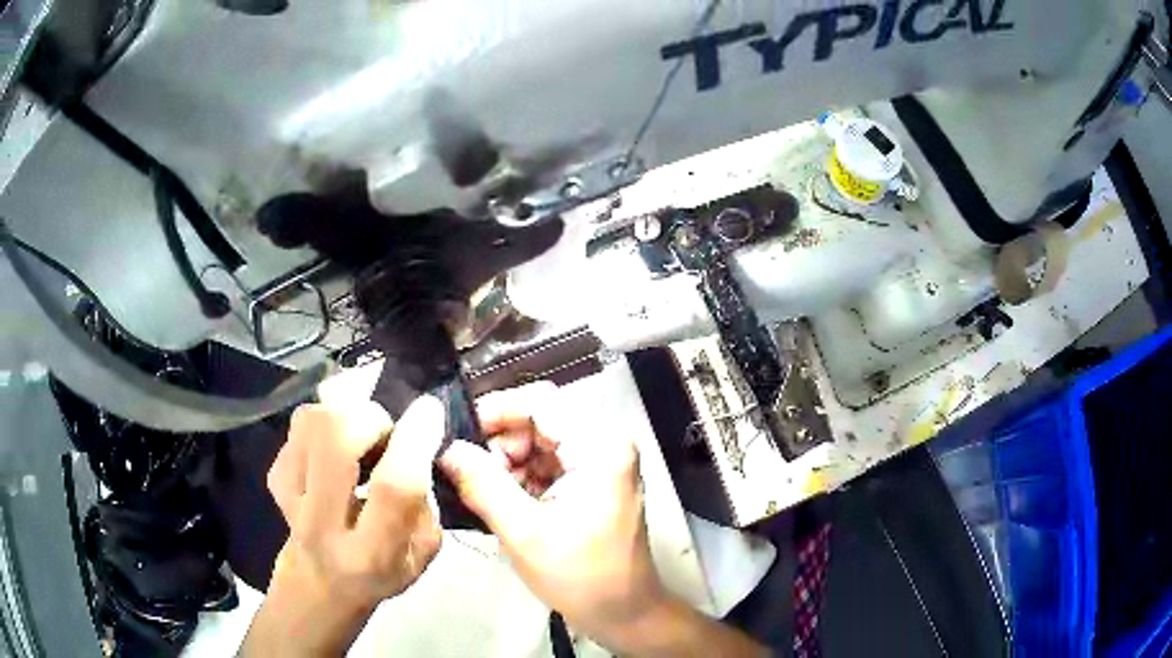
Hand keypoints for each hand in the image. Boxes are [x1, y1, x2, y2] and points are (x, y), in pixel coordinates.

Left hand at [242, 396, 445, 656]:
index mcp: (371, 554)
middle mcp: (323, 524)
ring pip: (313, 421)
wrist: (319, 582)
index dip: (415, 441)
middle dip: (371, 417)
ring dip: (348, 413)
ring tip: (362, 436)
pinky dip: (327, 421)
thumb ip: (428, 502)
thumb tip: (422, 440)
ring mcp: (290, 495)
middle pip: (336, 438)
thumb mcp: (422, 553)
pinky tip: (337, 445)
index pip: (393, 487)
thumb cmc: (381, 571)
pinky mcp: (274, 472)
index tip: (430, 411)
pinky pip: (302, 422)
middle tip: (386, 431)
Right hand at [439, 383, 665, 649]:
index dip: (494, 412)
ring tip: (476, 493)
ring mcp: (598, 465)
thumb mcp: (524, 532)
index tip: (453, 433)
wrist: (623, 614)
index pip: (540, 403)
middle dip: (497, 445)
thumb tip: (444, 448)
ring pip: (537, 444)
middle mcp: (603, 445)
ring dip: (504, 464)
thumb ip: (481, 484)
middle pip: (538, 422)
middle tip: (462, 473)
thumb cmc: (580, 576)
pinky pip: (545, 466)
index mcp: (599, 447)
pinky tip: (497, 502)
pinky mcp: (589, 484)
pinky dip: (518, 479)